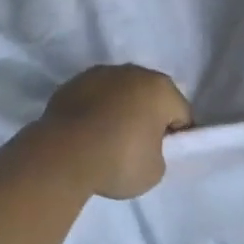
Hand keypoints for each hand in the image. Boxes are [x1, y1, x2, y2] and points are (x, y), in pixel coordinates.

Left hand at [39, 65, 192, 199]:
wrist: (62, 155)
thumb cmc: (118, 161)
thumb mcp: (155, 171)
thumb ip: (159, 153)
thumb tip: (145, 146)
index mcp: (161, 89)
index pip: (181, 113)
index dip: (176, 136)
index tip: (163, 155)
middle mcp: (134, 72)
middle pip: (151, 97)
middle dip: (148, 117)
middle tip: (138, 148)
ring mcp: (100, 74)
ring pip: (120, 93)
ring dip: (120, 110)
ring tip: (107, 140)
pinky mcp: (72, 83)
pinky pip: (94, 98)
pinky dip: (94, 111)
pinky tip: (86, 134)